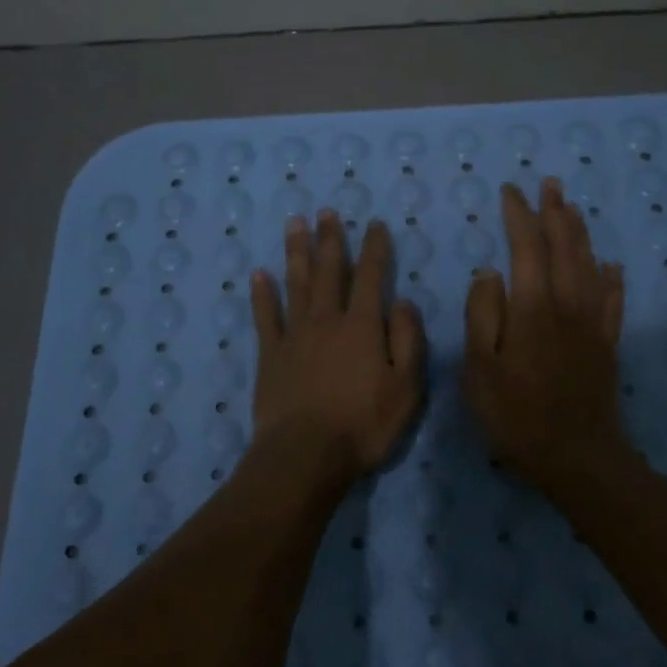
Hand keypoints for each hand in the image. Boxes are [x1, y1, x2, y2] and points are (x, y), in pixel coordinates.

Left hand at [248, 212, 425, 486]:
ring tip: (294, 223)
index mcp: (362, 326)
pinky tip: (258, 274)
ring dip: (296, 252)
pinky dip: (262, 294)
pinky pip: (265, 317)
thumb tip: (405, 302)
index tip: (375, 224)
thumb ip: (408, 340)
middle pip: (328, 271)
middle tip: (326, 211)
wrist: (305, 454)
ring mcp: (294, 335)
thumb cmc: (363, 425)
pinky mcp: (270, 355)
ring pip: (296, 284)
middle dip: (330, 239)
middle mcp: (327, 320)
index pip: (371, 276)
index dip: (375, 248)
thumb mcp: (406, 387)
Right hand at [462, 178, 626, 490]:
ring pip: (590, 265)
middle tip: (549, 184)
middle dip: (555, 212)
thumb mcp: (479, 369)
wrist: (576, 456)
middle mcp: (567, 306)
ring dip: (580, 233)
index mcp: (532, 308)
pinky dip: (611, 277)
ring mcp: (592, 324)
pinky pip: (613, 300)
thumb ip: (482, 315)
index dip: (519, 216)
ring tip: (572, 208)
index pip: (527, 248)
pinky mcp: (608, 344)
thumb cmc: (516, 415)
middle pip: (565, 247)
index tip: (510, 192)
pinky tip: (611, 265)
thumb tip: (489, 271)